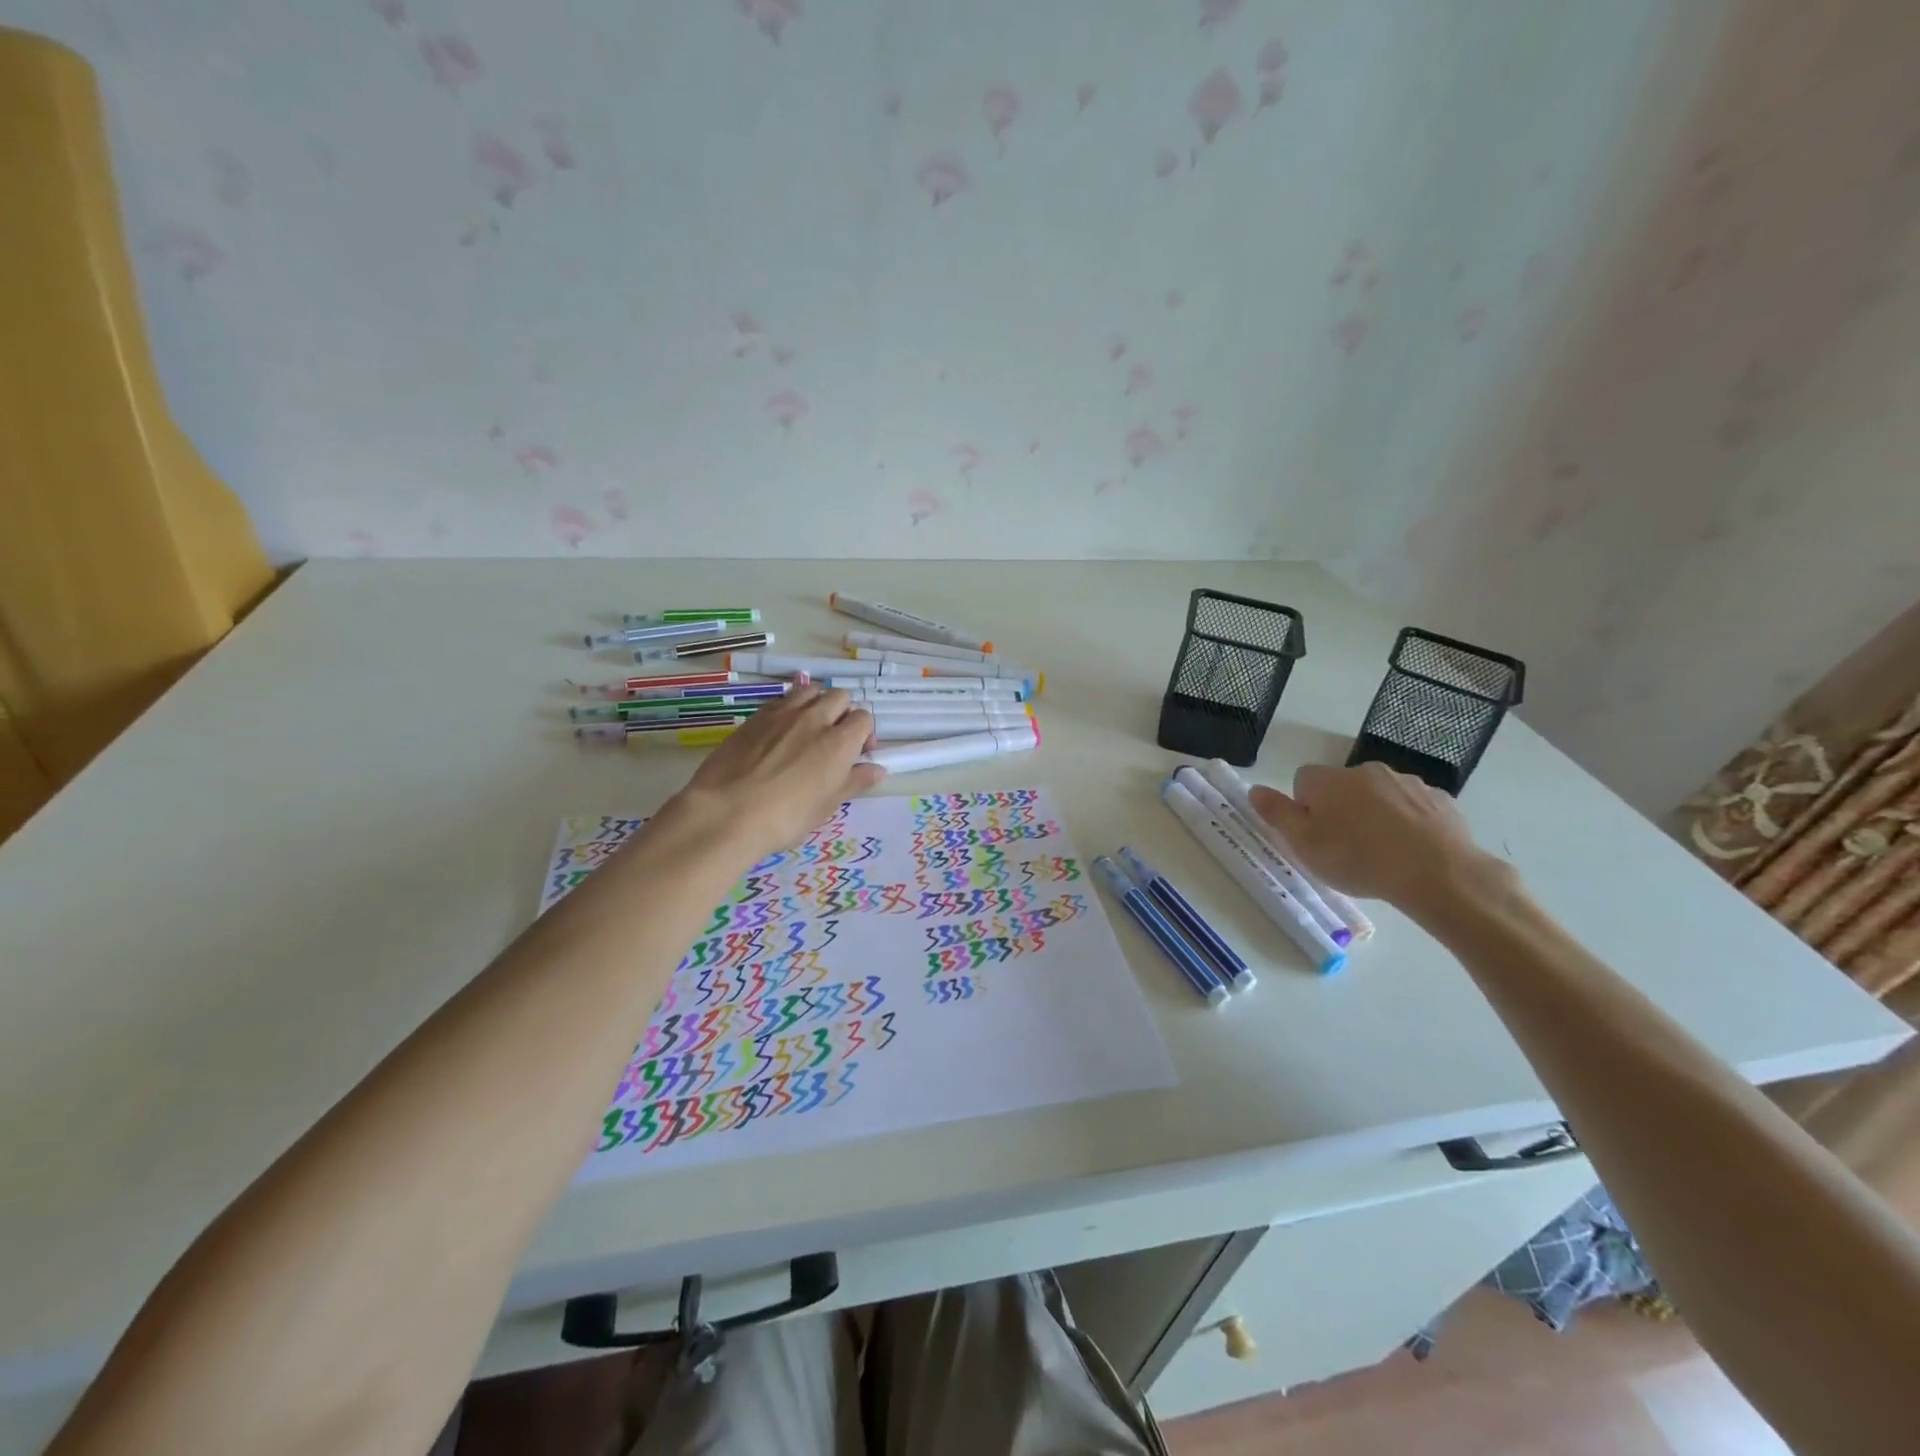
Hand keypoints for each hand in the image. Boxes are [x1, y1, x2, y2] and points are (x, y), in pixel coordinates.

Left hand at [653, 686, 886, 865]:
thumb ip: (854, 781)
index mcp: (839, 742)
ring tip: (808, 728)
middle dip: (842, 713)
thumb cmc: (786, 817)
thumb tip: (877, 769)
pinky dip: (789, 709)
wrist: (727, 812)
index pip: (863, 719)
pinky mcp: (755, 716)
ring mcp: (782, 714)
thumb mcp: (827, 805)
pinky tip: (780, 732)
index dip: (863, 734)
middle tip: (834, 739)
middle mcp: (814, 719)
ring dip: (816, 703)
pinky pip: (781, 700)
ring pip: (809, 691)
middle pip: (839, 697)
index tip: (856, 754)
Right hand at [1247, 762, 1512, 913]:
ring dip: (1374, 815)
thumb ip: (1276, 814)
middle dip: (1340, 809)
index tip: (1315, 836)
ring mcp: (1406, 782)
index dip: (1305, 808)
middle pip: (1341, 787)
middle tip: (1345, 848)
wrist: (1438, 873)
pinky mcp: (1439, 799)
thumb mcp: (1304, 844)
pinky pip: (1412, 807)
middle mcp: (1365, 771)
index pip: (1303, 781)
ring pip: (1379, 795)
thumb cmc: (1359, 859)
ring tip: (1381, 852)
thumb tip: (1254, 789)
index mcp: (1328, 780)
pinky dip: (1407, 822)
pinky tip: (1411, 850)